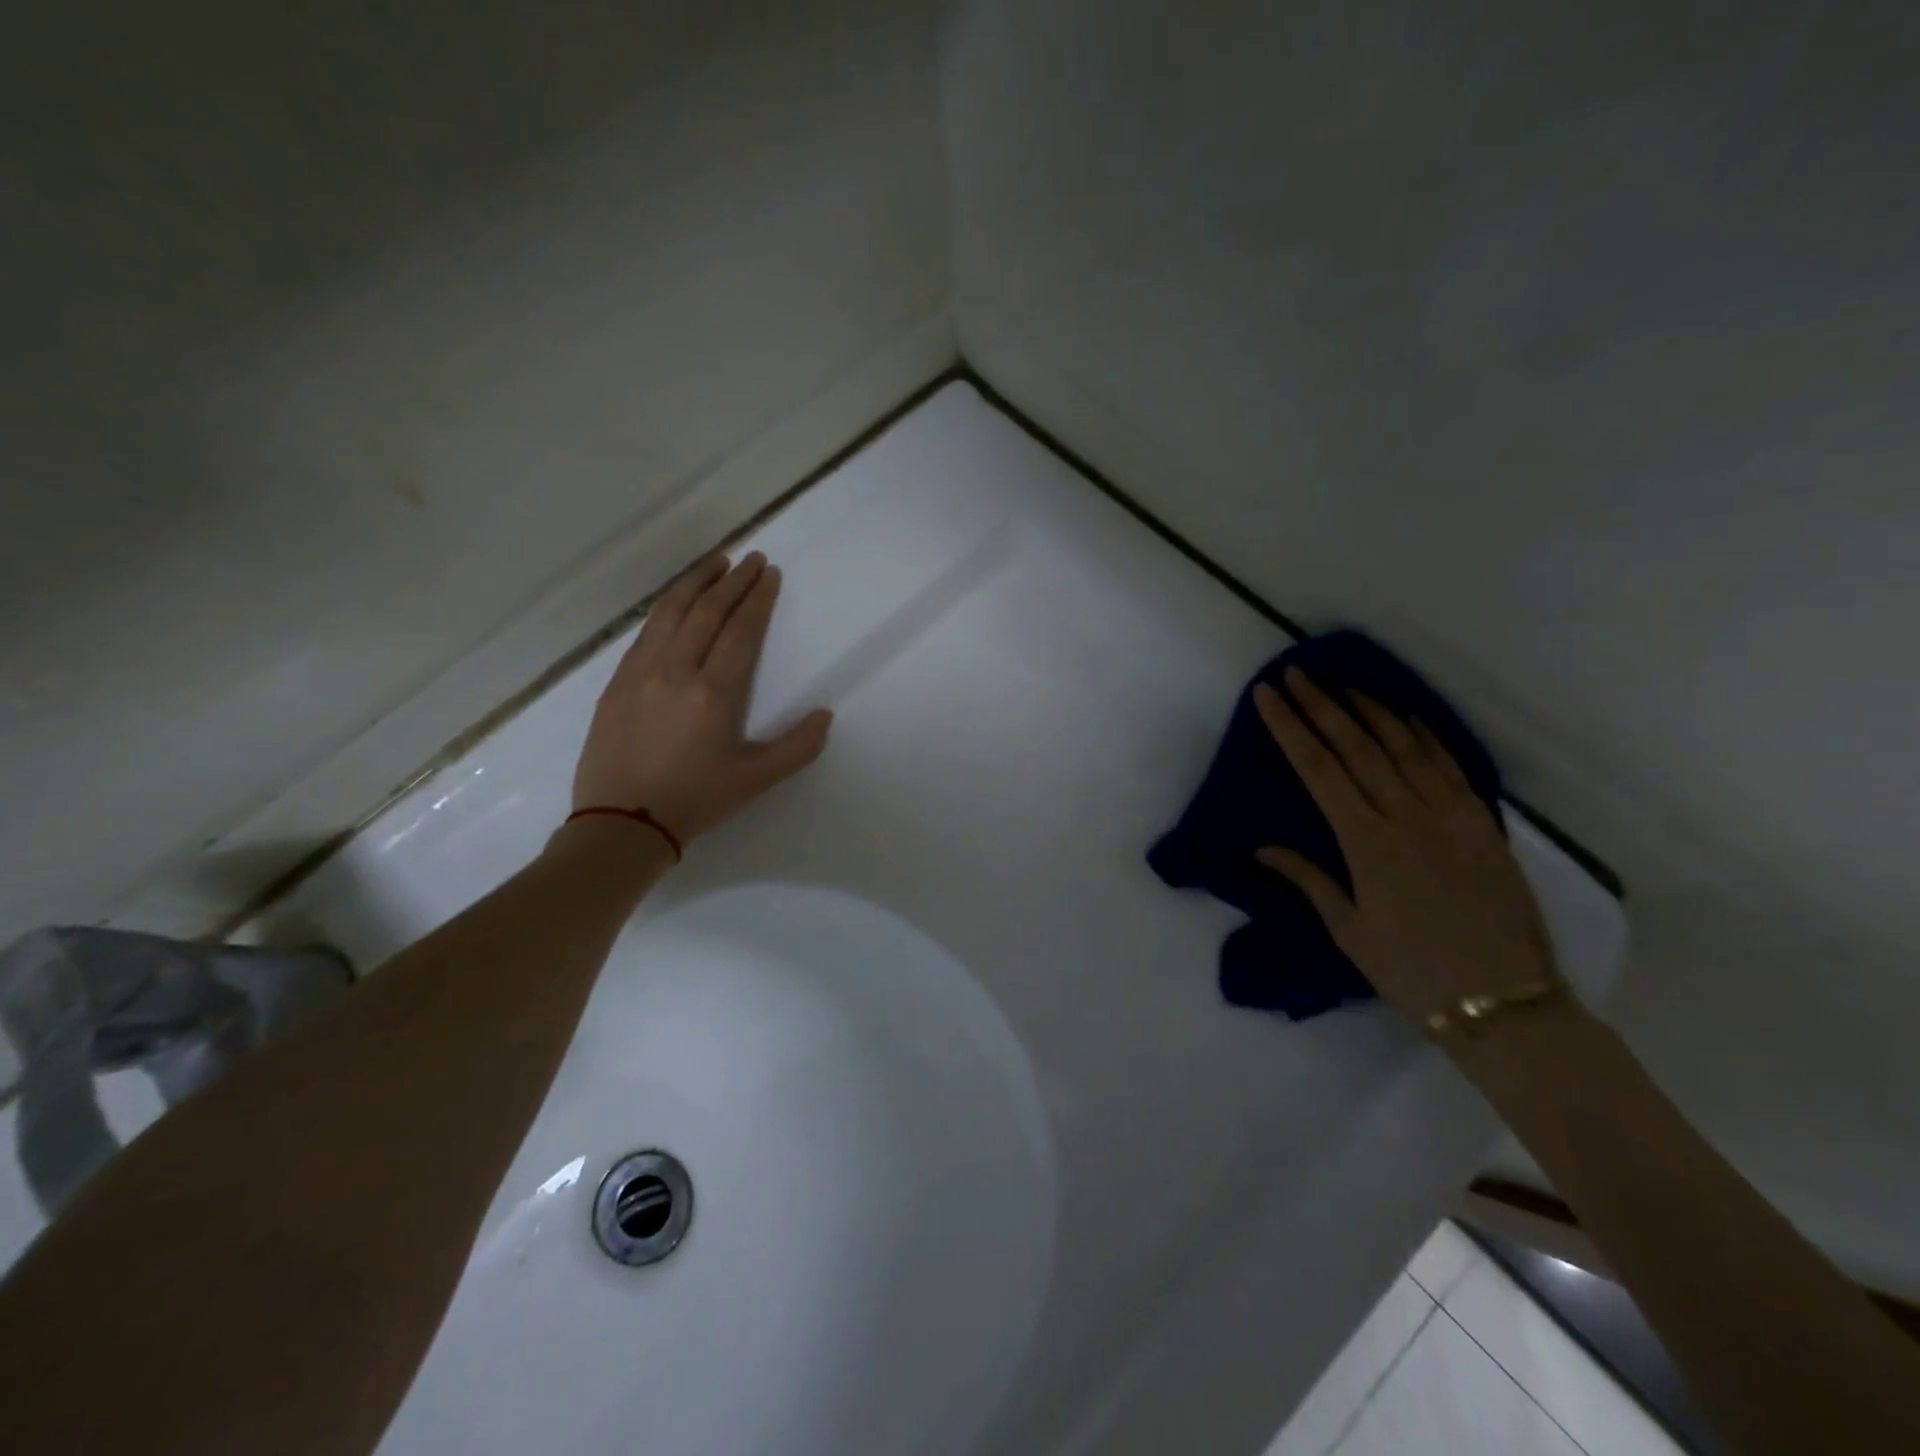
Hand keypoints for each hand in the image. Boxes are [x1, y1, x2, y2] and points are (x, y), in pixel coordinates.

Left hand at [571, 552, 831, 845]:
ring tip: (716, 561)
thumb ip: (797, 747)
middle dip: (733, 581)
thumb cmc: (696, 801)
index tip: (770, 574)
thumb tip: (825, 715)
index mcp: (714, 692)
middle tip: (752, 558)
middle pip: (707, 611)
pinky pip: (646, 631)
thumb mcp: (756, 780)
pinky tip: (676, 602)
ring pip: (670, 612)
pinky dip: (666, 606)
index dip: (758, 599)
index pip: (740, 631)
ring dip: (696, 582)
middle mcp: (676, 670)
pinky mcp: (617, 682)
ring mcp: (641, 672)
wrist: (621, 823)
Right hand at [1252, 667, 1557, 1022]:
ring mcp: (1450, 817)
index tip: (1269, 696)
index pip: (1318, 770)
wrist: (1503, 1002)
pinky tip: (1409, 716)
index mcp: (1366, 843)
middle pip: (1357, 747)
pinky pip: (1450, 768)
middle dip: (1322, 706)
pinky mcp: (1483, 825)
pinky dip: (1426, 736)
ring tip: (1344, 683)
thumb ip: (1308, 879)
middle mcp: (1406, 817)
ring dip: (1371, 710)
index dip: (1290, 728)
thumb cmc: (1411, 970)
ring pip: (1405, 747)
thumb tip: (1264, 847)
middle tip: (1297, 674)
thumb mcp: (1348, 930)